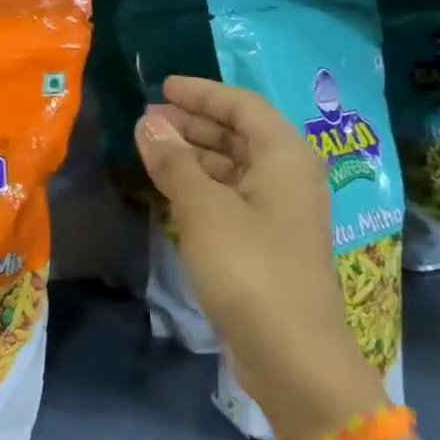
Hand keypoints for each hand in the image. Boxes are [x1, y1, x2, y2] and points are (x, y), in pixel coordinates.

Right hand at [134, 76, 381, 439]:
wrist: (292, 353)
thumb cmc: (250, 268)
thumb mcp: (204, 209)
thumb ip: (175, 162)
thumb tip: (147, 122)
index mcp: (284, 157)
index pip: (242, 106)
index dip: (201, 93)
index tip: (163, 87)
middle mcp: (287, 178)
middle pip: (239, 135)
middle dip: (193, 124)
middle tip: (148, 120)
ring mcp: (278, 213)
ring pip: (232, 169)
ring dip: (193, 157)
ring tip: (150, 151)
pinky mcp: (265, 244)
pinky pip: (229, 199)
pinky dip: (200, 188)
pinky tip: (170, 191)